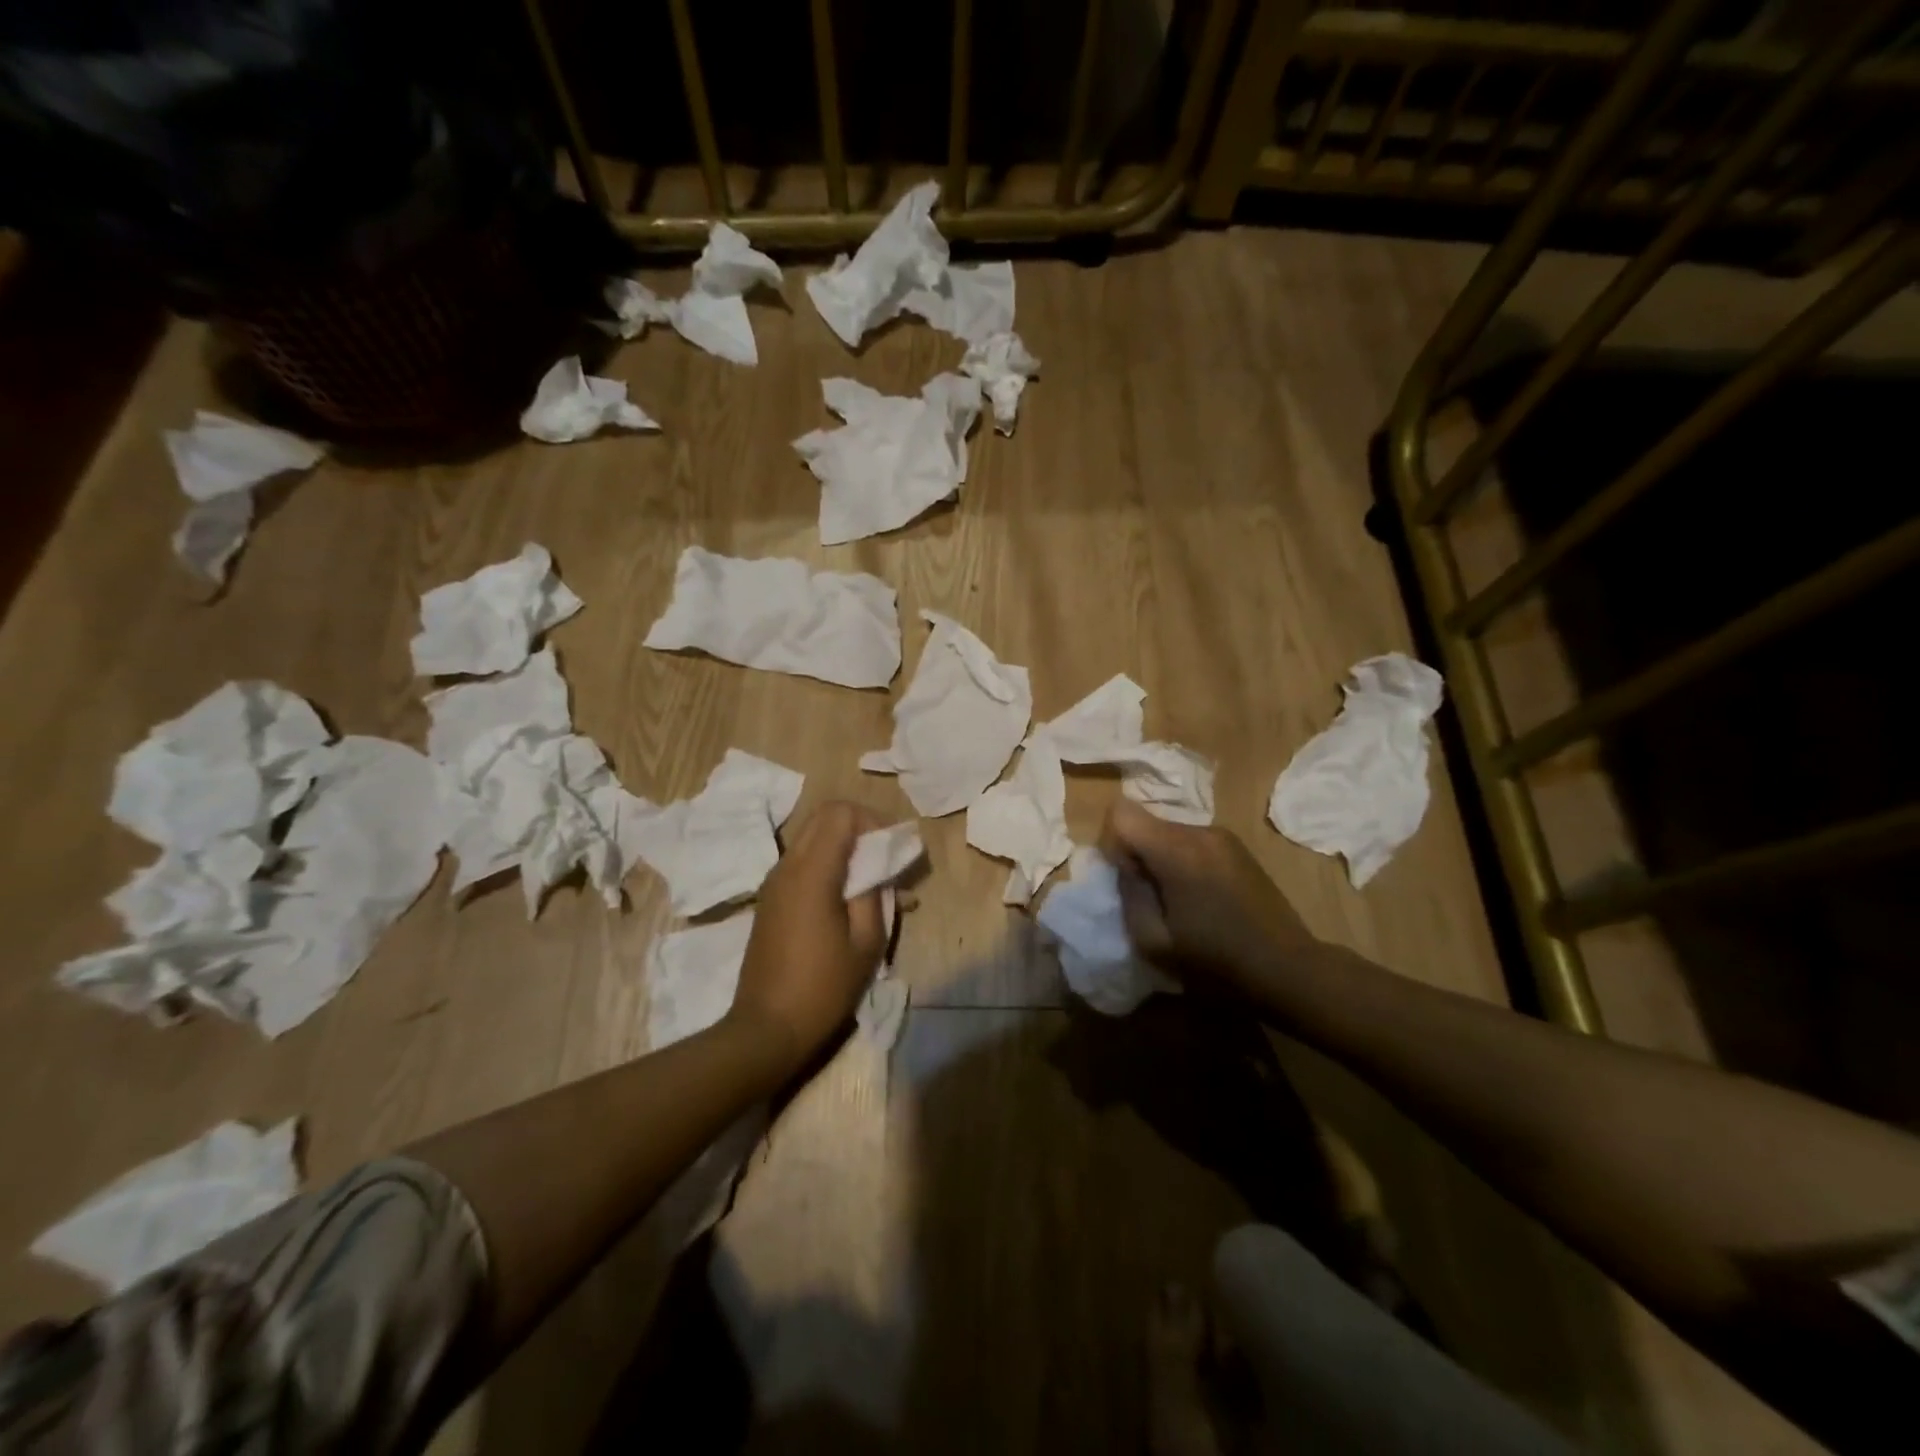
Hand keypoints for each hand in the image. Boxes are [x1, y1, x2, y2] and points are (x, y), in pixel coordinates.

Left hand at [726, 801, 888, 1081]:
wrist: (766, 1030)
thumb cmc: (823, 988)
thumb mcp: (866, 942)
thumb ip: (876, 894)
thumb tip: (881, 869)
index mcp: (811, 873)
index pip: (840, 813)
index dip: (871, 821)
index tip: (891, 852)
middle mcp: (787, 867)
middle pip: (823, 818)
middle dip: (859, 829)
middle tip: (884, 861)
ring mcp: (774, 883)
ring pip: (812, 839)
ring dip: (844, 848)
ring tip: (872, 885)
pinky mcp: (770, 901)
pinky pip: (802, 864)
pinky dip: (828, 866)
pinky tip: (848, 902)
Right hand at [1098, 799, 1320, 1001]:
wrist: (1289, 970)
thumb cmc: (1216, 963)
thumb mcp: (1153, 942)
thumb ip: (1128, 894)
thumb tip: (1124, 867)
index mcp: (1177, 850)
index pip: (1121, 813)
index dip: (1112, 842)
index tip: (1126, 879)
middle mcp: (1200, 831)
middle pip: (1146, 822)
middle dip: (1137, 853)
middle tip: (1150, 898)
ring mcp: (1224, 837)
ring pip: (1169, 832)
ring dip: (1162, 858)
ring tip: (1179, 902)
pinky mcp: (1238, 848)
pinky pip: (1193, 842)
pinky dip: (1184, 861)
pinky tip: (1203, 898)